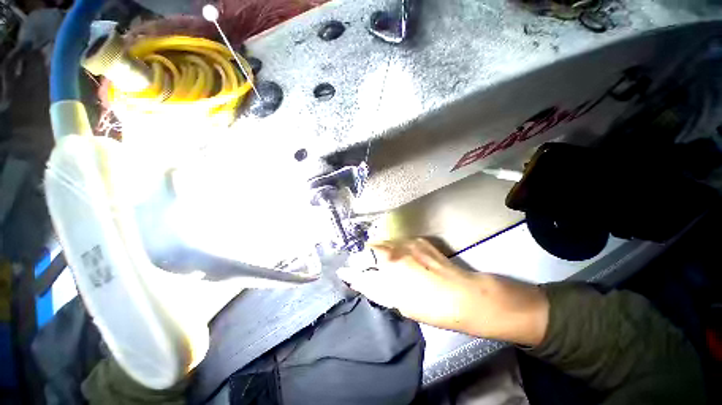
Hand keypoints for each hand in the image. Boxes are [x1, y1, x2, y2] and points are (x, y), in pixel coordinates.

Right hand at [337, 238, 549, 345]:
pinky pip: (401, 241)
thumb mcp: (396, 300)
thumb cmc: (428, 305)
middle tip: (371, 268)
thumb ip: (372, 286)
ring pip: (388, 241)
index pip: (362, 256)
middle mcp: (397, 246)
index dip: (355, 263)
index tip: (350, 269)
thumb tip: (354, 278)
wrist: (463, 296)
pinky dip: (397, 248)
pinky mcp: (421, 241)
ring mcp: (410, 241)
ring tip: (388, 263)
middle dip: (368, 256)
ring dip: (383, 250)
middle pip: (374, 245)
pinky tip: (405, 258)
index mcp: (390, 261)